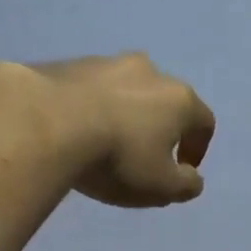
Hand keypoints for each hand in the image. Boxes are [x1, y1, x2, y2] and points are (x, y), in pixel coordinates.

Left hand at [0, 53, 215, 208]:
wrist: (46, 123)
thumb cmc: (118, 158)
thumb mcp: (162, 188)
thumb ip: (186, 185)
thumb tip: (191, 177)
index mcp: (180, 99)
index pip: (204, 123)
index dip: (198, 149)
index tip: (182, 170)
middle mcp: (150, 72)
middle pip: (165, 102)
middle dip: (161, 129)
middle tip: (145, 157)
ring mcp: (107, 62)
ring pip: (127, 92)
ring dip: (125, 116)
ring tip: (107, 144)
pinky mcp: (69, 64)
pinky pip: (92, 90)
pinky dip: (93, 109)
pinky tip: (78, 132)